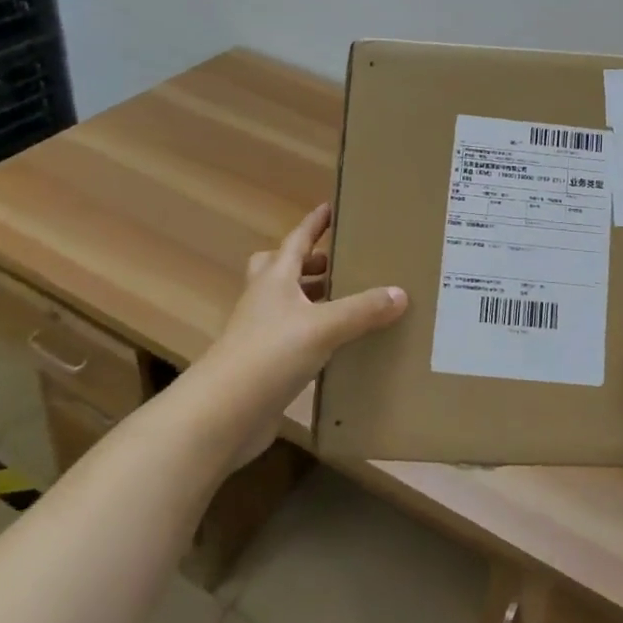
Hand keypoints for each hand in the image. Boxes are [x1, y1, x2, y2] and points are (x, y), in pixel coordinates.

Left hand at [199, 203, 406, 461]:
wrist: (221, 416)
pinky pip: (293, 338)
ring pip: (286, 304)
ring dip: (311, 299)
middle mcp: (264, 300)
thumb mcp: (323, 327)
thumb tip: (400, 293)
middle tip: (338, 264)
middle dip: (309, 264)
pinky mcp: (264, 365)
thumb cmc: (269, 355)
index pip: (297, 240)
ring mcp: (260, 334)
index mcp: (274, 279)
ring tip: (348, 302)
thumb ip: (362, 310)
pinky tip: (338, 346)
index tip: (330, 207)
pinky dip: (313, 334)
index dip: (314, 223)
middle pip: (282, 269)